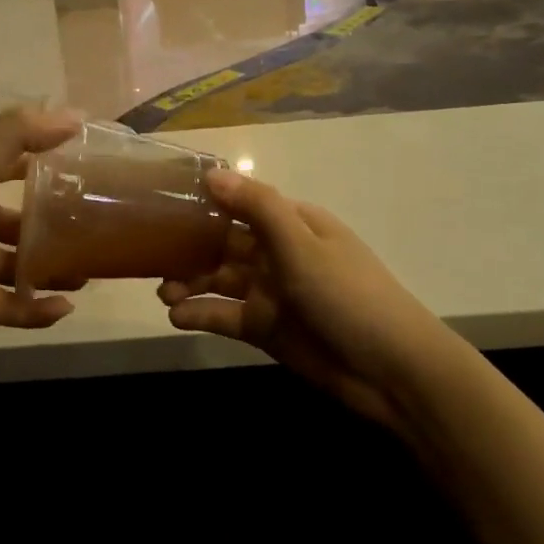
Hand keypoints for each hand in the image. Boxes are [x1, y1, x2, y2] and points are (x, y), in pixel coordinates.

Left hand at [0, 106, 84, 327]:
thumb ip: (17, 137)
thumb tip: (77, 115)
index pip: (14, 165)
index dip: (48, 164)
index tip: (90, 170)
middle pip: (17, 221)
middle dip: (53, 227)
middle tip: (98, 233)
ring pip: (12, 264)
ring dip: (47, 271)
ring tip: (91, 273)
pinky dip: (28, 310)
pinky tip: (62, 309)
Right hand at [157, 170, 458, 434]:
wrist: (391, 371)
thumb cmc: (348, 295)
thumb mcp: (301, 244)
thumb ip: (256, 207)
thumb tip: (211, 173)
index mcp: (293, 224)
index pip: (241, 204)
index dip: (205, 204)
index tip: (162, 204)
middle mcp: (278, 254)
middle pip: (224, 244)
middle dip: (189, 249)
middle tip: (152, 258)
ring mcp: (271, 293)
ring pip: (220, 280)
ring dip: (190, 283)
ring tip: (163, 293)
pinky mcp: (266, 329)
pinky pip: (226, 316)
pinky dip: (201, 315)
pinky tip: (177, 317)